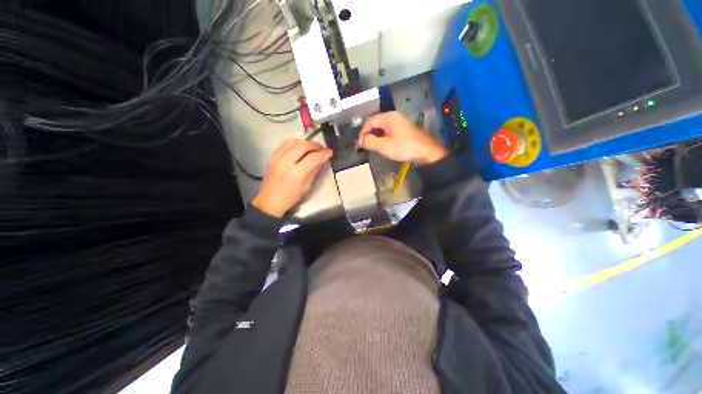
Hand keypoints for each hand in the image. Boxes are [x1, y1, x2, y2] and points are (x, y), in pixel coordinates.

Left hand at [252, 139, 332, 217]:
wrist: (270, 200)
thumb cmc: (291, 196)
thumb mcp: (306, 186)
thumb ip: (314, 170)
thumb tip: (322, 160)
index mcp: (297, 173)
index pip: (313, 158)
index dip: (324, 153)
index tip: (330, 152)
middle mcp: (286, 162)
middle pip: (303, 145)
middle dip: (315, 145)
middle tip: (322, 149)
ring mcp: (278, 157)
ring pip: (294, 141)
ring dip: (306, 142)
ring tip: (312, 147)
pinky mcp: (273, 156)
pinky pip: (285, 143)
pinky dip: (295, 142)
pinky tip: (300, 147)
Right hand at [358, 111, 447, 164]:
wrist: (425, 152)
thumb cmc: (404, 148)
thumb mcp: (384, 146)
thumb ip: (370, 142)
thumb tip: (360, 140)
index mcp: (389, 117)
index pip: (370, 121)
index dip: (363, 132)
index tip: (360, 144)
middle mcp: (394, 116)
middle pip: (376, 123)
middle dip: (369, 134)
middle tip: (366, 146)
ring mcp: (400, 122)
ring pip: (382, 127)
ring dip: (376, 136)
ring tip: (373, 147)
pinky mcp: (404, 129)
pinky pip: (389, 130)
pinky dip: (383, 137)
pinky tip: (383, 145)